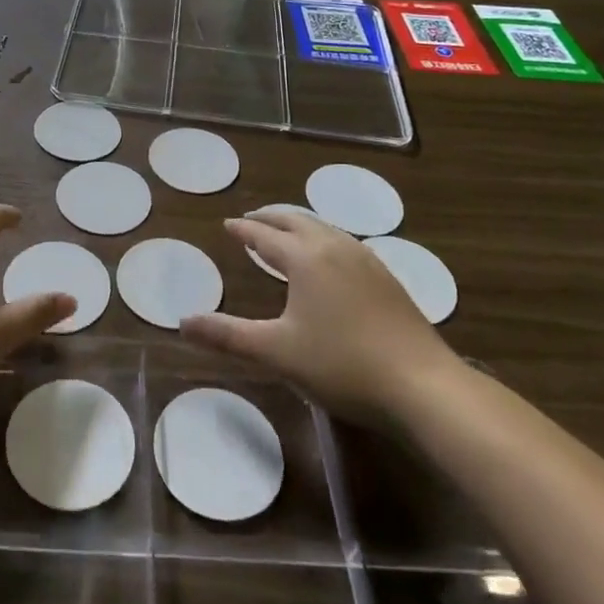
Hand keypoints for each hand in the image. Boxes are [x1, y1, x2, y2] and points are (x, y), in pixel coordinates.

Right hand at [180, 208, 459, 421]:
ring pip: (324, 228)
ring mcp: (366, 260)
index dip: (244, 229)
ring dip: (298, 225)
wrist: (421, 385)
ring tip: (285, 234)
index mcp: (305, 258)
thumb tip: (182, 322)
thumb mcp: (276, 352)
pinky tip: (329, 259)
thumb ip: (227, 335)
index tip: (228, 224)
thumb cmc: (341, 365)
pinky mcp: (386, 278)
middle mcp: (335, 247)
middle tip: (252, 220)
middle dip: (271, 217)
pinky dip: (323, 239)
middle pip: (296, 221)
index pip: (265, 235)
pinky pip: (344, 243)